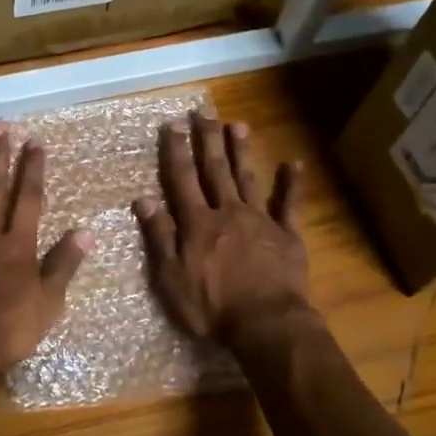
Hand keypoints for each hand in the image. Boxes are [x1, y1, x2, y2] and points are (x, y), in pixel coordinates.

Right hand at [134, 113, 311, 345]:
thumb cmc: (211, 307)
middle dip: (207, 139)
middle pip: (215, 170)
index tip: (173, 124)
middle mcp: (227, 212)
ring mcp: (260, 221)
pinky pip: (289, 205)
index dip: (176, 150)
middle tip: (204, 111)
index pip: (182, 179)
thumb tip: (143, 199)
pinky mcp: (287, 236)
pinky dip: (291, 184)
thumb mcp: (170, 278)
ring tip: (237, 124)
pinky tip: (293, 163)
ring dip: (240, 151)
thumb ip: (159, 236)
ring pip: (247, 178)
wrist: (266, 324)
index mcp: (197, 223)